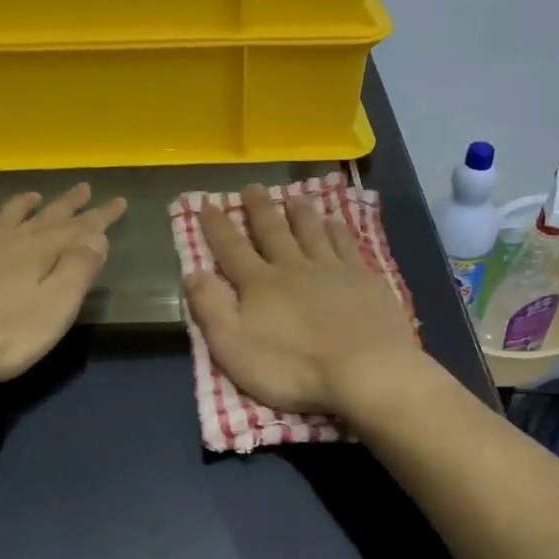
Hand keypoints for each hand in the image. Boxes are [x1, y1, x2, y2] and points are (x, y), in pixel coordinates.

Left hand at [0, 184, 126, 385]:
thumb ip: (77, 270)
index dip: (101, 216)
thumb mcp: (54, 308)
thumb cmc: (2, 336)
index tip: (119, 201)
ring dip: (24, 206)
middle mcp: (8, 242)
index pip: (79, 229)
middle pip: (45, 217)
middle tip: (84, 187)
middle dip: (68, 204)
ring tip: (34, 195)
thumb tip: (97, 237)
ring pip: (6, 218)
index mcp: (39, 253)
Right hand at [183, 185, 421, 417]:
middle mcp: (294, 268)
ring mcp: (332, 270)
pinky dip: (338, 230)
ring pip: (312, 232)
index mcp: (260, 285)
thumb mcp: (235, 348)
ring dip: (301, 214)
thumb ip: (211, 309)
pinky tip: (336, 222)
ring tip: (294, 197)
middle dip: (260, 210)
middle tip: (253, 187)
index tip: (207, 204)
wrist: (366, 370)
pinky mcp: (364, 279)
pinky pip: (346, 245)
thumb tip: (192, 273)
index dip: (217, 227)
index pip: (232, 249)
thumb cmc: (294, 368)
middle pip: (273, 232)